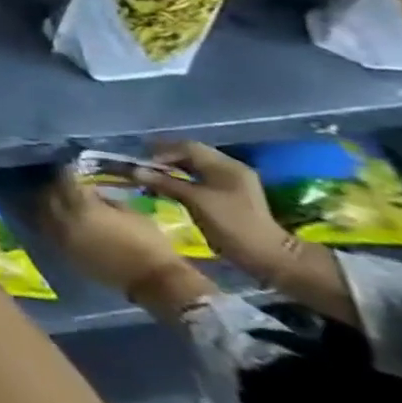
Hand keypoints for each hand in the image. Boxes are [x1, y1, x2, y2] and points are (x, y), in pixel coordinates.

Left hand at [37, 178, 215, 319]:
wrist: (156, 282)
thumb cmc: (151, 244)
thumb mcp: (133, 213)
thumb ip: (107, 200)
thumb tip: (91, 191)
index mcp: (84, 207)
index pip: (66, 182)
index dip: (66, 173)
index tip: (69, 167)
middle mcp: (65, 220)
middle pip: (48, 196)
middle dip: (54, 187)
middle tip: (62, 184)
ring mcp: (61, 237)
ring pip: (43, 213)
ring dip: (48, 204)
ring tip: (58, 200)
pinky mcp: (64, 252)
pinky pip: (49, 230)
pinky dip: (51, 221)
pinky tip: (59, 218)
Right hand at [144, 142, 289, 279]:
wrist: (268, 255)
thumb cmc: (232, 225)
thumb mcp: (196, 201)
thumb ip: (165, 183)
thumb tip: (134, 170)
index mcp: (226, 166)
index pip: (187, 147)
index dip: (162, 152)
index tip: (142, 164)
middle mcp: (229, 169)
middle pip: (190, 155)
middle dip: (165, 160)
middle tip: (143, 170)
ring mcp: (231, 182)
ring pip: (192, 167)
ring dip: (171, 170)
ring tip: (151, 179)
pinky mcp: (228, 194)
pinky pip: (197, 178)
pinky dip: (180, 180)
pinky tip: (167, 188)